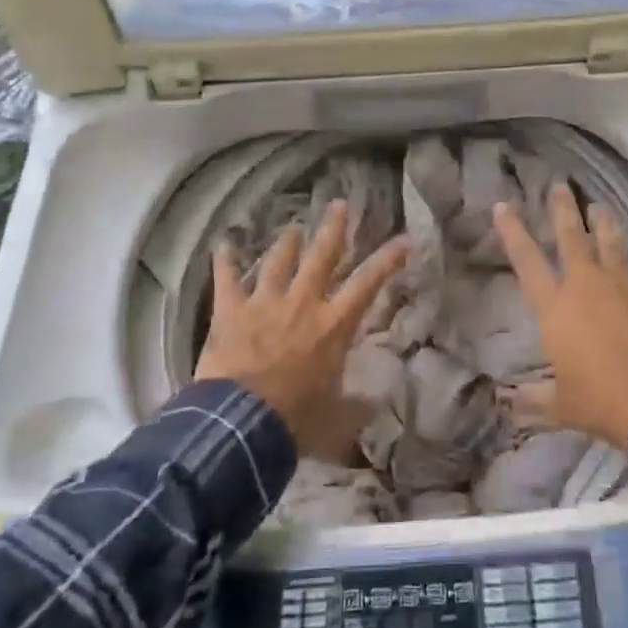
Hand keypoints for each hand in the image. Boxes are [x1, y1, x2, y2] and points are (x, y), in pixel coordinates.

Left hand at [195, 201, 407, 458]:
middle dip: (333, 228)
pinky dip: (225, 261)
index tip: (403, 239)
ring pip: (279, 261)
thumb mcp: (337, 418)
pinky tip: (223, 243)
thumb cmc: (295, 419)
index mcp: (333, 324)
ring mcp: (265, 303)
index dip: (388, 259)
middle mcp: (303, 303)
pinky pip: (227, 279)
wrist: (241, 424)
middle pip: (322, 256)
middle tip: (339, 204)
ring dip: (286, 242)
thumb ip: (357, 404)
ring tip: (292, 227)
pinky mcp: (231, 311)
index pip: (368, 283)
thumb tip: (377, 400)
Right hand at [493, 183, 627, 450]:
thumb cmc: (601, 402)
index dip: (512, 231)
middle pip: (572, 236)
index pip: (527, 260)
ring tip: (600, 206)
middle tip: (559, 185)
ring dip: (605, 222)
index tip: (502, 204)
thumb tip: (506, 404)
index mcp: (556, 307)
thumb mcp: (561, 405)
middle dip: (563, 208)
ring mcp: (625, 284)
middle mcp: (587, 285)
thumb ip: (533, 398)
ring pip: (612, 242)